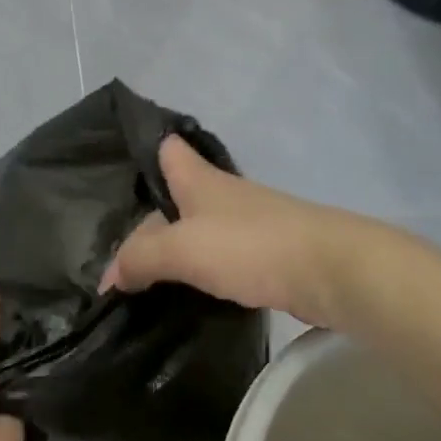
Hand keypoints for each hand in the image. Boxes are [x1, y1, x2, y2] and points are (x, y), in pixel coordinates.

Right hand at [100, 135, 361, 326]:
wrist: (332, 272)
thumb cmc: (250, 246)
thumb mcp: (182, 250)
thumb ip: (140, 259)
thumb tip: (108, 277)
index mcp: (198, 179)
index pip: (165, 148)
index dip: (143, 152)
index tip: (114, 170)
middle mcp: (221, 193)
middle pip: (176, 195)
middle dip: (149, 217)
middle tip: (117, 250)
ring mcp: (247, 223)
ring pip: (198, 228)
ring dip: (175, 248)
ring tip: (144, 276)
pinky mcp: (266, 253)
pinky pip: (221, 256)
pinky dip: (201, 270)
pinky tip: (188, 292)